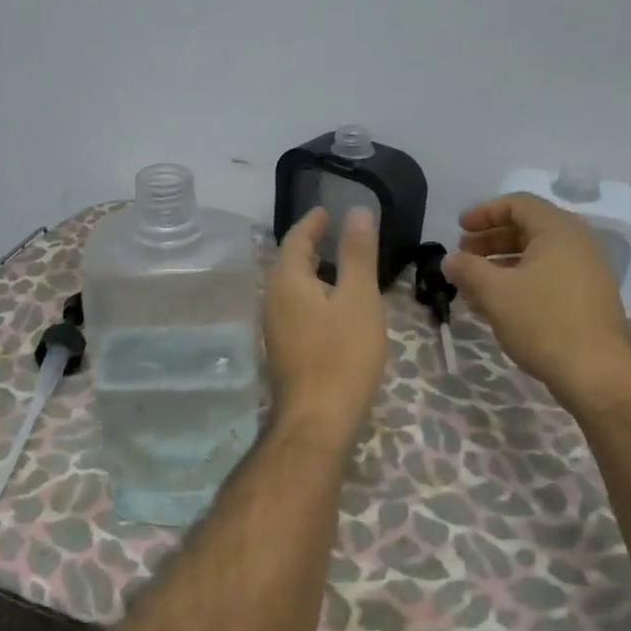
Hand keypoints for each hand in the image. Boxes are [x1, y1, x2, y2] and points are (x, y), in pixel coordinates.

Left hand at [264, 207, 387, 448]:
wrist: (318, 421)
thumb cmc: (342, 355)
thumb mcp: (358, 299)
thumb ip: (357, 254)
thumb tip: (357, 211)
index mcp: (286, 282)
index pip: (295, 240)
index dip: (312, 222)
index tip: (326, 210)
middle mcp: (272, 300)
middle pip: (289, 263)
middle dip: (309, 245)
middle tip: (333, 232)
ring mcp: (274, 329)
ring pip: (291, 289)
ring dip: (311, 272)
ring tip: (338, 265)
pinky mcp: (283, 350)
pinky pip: (295, 309)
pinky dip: (312, 296)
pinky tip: (332, 307)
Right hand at [443, 193, 630, 396]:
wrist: (597, 373)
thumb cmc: (543, 321)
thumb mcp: (495, 292)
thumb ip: (467, 269)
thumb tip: (449, 260)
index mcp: (558, 230)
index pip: (518, 204)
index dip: (484, 213)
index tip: (458, 230)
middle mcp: (577, 243)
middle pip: (527, 228)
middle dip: (490, 240)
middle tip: (463, 257)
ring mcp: (586, 272)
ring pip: (536, 256)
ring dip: (501, 264)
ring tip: (474, 284)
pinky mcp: (587, 298)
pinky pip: (548, 276)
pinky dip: (520, 281)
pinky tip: (498, 304)